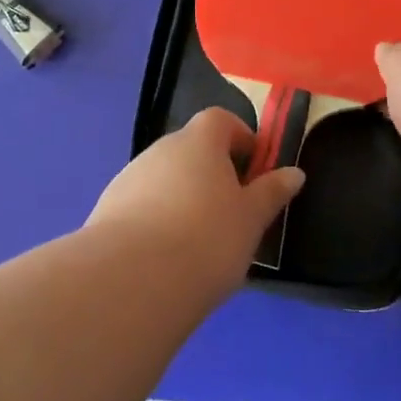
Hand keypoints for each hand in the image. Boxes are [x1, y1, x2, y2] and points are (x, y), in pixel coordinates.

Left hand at [86, 108, 304, 289]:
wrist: (132, 281)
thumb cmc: (206, 239)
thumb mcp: (251, 219)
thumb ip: (271, 193)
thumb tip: (294, 172)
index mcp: (198, 141)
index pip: (220, 119)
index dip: (239, 137)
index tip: (254, 167)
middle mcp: (160, 149)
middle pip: (190, 149)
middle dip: (211, 172)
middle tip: (231, 211)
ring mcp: (128, 178)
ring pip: (164, 178)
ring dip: (182, 196)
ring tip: (198, 241)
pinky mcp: (106, 210)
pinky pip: (140, 205)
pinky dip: (156, 219)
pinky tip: (165, 256)